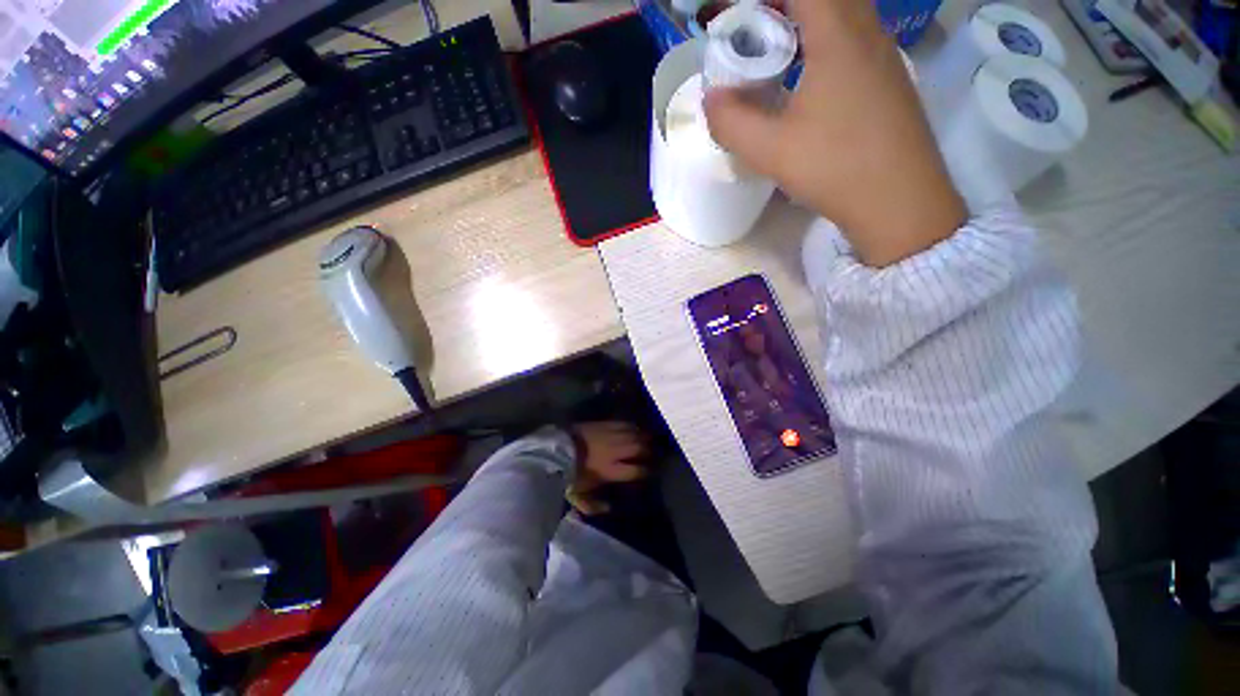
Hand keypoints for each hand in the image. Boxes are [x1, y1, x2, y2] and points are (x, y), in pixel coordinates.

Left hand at [567, 422, 649, 514]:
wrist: (555, 449)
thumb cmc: (567, 474)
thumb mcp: (577, 496)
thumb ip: (593, 505)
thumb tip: (609, 508)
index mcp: (610, 470)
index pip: (637, 470)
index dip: (646, 471)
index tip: (650, 472)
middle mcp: (615, 451)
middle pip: (639, 448)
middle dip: (649, 451)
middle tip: (653, 454)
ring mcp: (610, 435)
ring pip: (634, 434)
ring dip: (643, 437)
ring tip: (648, 440)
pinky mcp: (604, 424)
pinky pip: (623, 424)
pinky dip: (632, 427)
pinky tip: (635, 429)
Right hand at [704, 0, 965, 266]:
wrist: (898, 201)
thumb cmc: (835, 168)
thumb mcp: (770, 150)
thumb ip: (730, 121)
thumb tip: (712, 99)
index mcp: (838, 35)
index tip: (733, 18)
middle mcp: (867, 31)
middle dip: (780, 8)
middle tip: (751, 36)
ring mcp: (883, 54)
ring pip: (841, 14)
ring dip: (803, 23)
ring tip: (772, 57)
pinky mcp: (887, 79)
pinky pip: (852, 39)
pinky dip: (822, 43)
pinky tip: (804, 82)